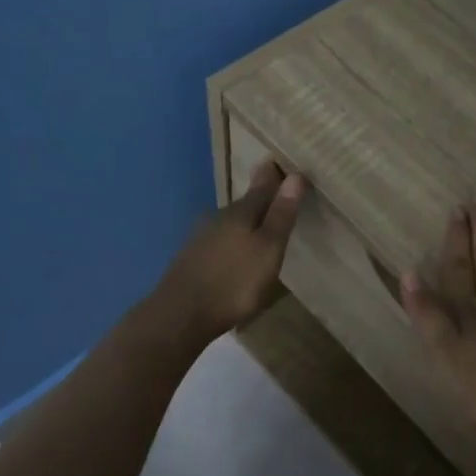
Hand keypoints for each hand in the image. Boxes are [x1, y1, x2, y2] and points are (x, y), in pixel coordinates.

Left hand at [154, 159, 305, 342]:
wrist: (180, 314)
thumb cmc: (234, 282)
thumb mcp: (268, 249)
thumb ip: (281, 214)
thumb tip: (295, 175)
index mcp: (242, 212)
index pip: (263, 186)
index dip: (275, 176)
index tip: (281, 161)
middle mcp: (220, 218)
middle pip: (246, 203)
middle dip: (262, 197)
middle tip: (278, 191)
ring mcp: (202, 238)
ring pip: (231, 222)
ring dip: (247, 221)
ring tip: (262, 223)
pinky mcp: (192, 258)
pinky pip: (220, 240)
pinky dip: (233, 240)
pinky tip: (236, 251)